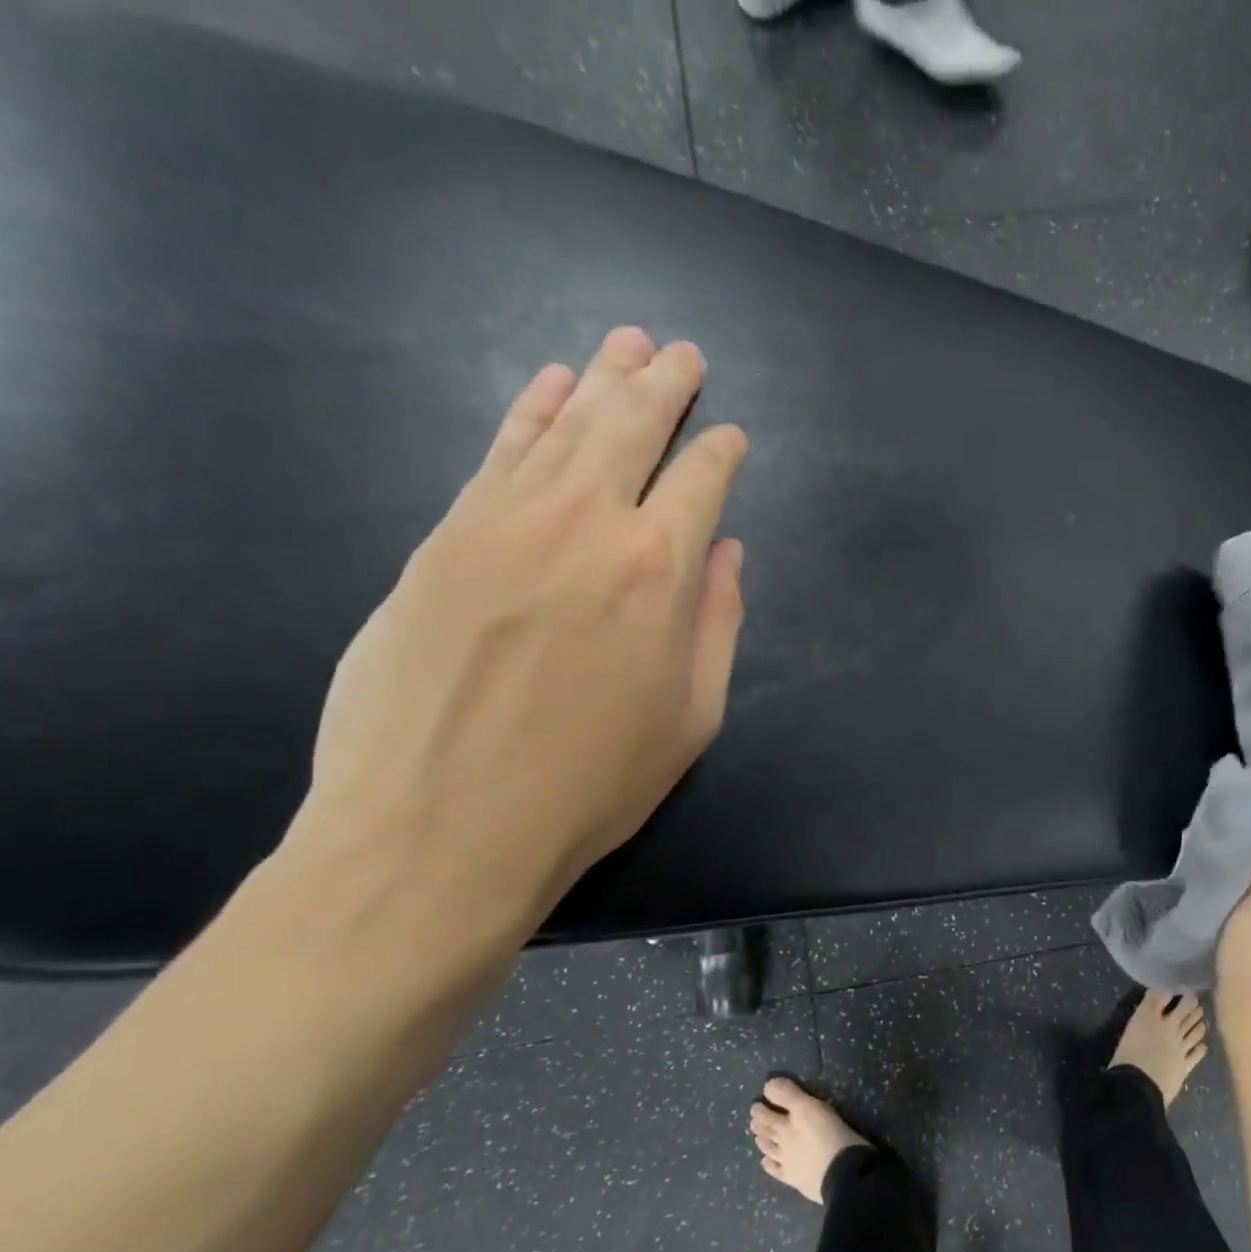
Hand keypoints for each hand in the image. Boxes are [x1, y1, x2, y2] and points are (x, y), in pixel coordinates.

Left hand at [290, 326, 747, 947]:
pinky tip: (550, 385)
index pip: (700, 482)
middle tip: (686, 354)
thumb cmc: (590, 785)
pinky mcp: (444, 537)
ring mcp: (505, 523)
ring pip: (563, 426)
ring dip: (602, 380)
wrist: (439, 828)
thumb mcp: (691, 719)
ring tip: (629, 343)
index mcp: (659, 573)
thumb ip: (717, 625)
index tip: (732, 436)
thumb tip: (726, 553)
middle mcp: (585, 526)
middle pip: (632, 428)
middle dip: (666, 387)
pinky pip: (497, 453)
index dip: (721, 452)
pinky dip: (528, 412)